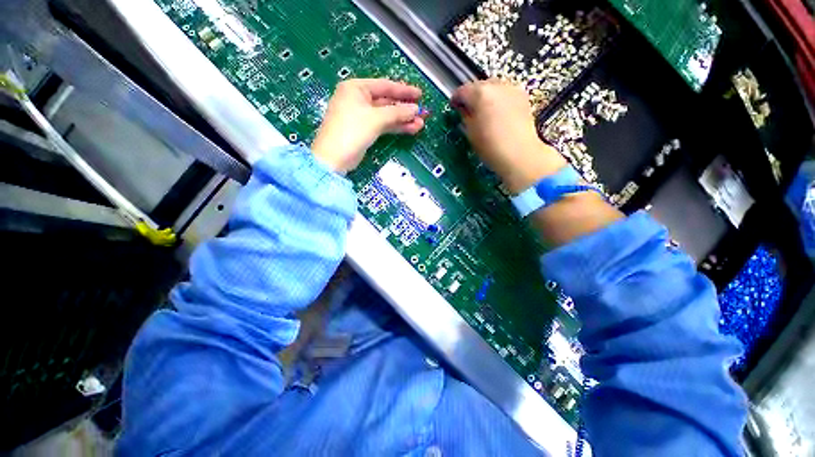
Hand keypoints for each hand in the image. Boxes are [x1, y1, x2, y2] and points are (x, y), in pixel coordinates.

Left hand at [312, 79, 424, 173]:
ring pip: (386, 115)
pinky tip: (410, 129)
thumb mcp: (375, 119)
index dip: (404, 91)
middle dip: (405, 108)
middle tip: (423, 112)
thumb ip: (397, 112)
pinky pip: (383, 125)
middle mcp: (358, 99)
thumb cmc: (351, 131)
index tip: (420, 94)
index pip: (385, 86)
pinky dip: (396, 127)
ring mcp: (361, 116)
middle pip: (387, 101)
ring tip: (420, 124)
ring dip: (403, 120)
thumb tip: (415, 109)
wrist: (334, 158)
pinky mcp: (365, 130)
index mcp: (356, 88)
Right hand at [452, 79, 566, 192]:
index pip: (462, 91)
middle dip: (472, 96)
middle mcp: (497, 85)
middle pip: (479, 85)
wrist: (520, 154)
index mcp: (480, 93)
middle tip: (468, 111)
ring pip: (494, 88)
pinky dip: (499, 100)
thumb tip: (464, 110)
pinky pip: (505, 94)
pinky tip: (498, 115)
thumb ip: (465, 116)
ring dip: (486, 97)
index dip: (456, 99)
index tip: (454, 107)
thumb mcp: (470, 133)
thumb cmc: (491, 146)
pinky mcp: (523, 97)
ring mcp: (512, 90)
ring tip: (484, 113)